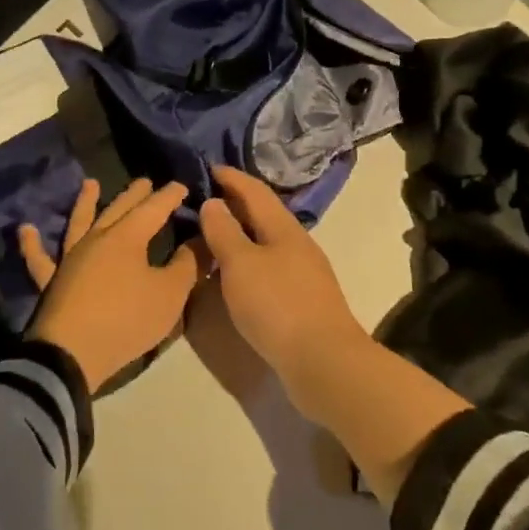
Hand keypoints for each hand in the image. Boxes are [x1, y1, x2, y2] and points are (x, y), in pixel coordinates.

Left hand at [19, 178, 198, 391]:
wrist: (73, 354)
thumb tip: (202, 238)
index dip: (169, 196)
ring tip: (90, 184)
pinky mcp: (52, 281)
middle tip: (144, 181)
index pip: (154, 209)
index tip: (182, 186)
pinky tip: (25, 229)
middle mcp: (97, 239)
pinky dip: (31, 244)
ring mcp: (70, 258)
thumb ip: (188, 264)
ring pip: (79, 223)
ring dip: (86, 203)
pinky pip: (39, 259)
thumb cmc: (126, 320)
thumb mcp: (170, 294)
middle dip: (135, 194)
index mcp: (128, 238)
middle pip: (118, 209)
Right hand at [196, 165, 366, 384]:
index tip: (208, 167)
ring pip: (267, 242)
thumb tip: (213, 202)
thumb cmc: (277, 305)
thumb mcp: (241, 264)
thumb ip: (224, 232)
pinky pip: (269, 266)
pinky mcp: (302, 300)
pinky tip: (235, 274)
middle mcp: (297, 244)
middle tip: (204, 199)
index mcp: (284, 228)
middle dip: (236, 203)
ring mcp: (303, 273)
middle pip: (264, 214)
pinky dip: (248, 260)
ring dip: (241, 233)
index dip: (232, 177)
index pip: (255, 191)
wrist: (324, 361)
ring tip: (213, 235)